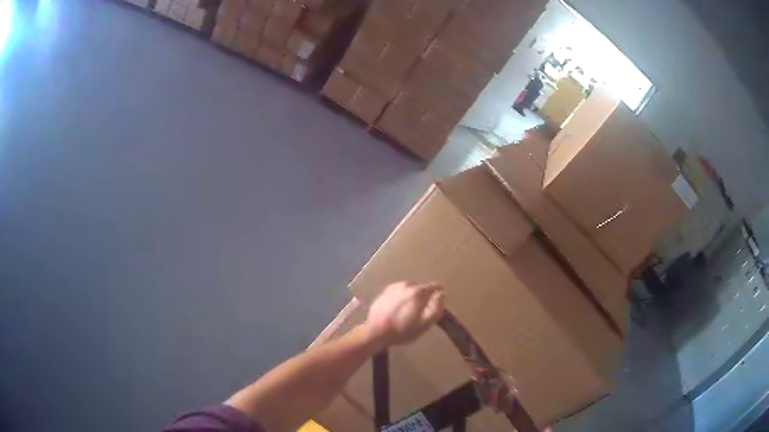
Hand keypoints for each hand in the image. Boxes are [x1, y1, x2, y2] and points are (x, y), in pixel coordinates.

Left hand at [364, 282, 444, 349]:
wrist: (375, 332)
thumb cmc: (403, 330)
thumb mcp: (425, 324)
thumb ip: (436, 307)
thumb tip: (442, 294)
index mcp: (418, 291)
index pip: (435, 286)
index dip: (438, 295)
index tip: (436, 305)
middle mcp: (406, 284)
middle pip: (422, 287)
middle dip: (424, 297)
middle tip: (421, 312)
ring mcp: (394, 287)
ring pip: (410, 288)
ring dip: (412, 297)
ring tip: (409, 311)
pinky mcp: (384, 291)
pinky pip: (399, 291)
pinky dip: (402, 297)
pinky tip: (398, 309)